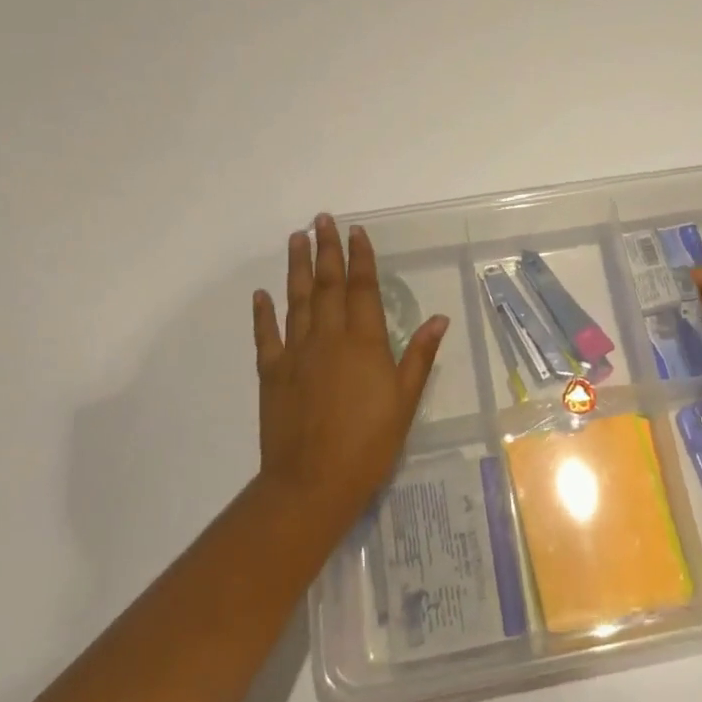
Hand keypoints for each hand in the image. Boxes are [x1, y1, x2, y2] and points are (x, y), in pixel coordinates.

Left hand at [253, 215, 448, 522]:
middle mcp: (327, 338)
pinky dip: (264, 313)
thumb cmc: (369, 443)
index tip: (355, 231)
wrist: (313, 482)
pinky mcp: (271, 373)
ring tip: (296, 239)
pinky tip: (262, 294)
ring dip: (297, 268)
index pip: (362, 288)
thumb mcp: (405, 400)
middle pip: (327, 285)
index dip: (360, 258)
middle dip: (326, 250)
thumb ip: (419, 356)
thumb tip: (439, 319)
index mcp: (363, 342)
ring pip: (296, 300)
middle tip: (321, 220)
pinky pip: (266, 335)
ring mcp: (295, 353)